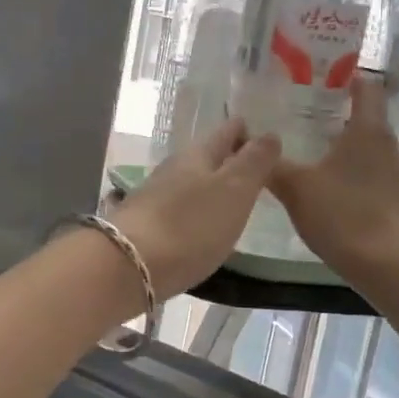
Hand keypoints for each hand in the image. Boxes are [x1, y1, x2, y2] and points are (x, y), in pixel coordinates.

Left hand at [112, 120, 280, 296]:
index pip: (227, 132)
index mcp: (197, 154)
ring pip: (190, 182)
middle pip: (206, 156)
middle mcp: (173, 169)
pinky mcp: (145, 225)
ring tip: (234, 199)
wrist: (129, 266)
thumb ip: (254, 162)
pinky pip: (178, 208)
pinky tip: (202, 225)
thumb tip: (269, 134)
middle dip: (229, 159)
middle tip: (256, 170)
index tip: (266, 137)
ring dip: (211, 186)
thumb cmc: (190, 225)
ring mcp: (155, 196)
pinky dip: (195, 210)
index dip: (247, 131)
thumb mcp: (234, 190)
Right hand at [269, 76, 398, 282]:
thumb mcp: (297, 189)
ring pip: (373, 154)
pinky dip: (360, 183)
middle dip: (340, 122)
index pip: (366, 88)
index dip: (349, 78)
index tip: (327, 77)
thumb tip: (249, 144)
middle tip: (307, 127)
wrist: (393, 266)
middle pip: (368, 123)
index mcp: (369, 131)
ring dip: (350, 156)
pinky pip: (379, 182)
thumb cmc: (344, 215)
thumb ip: (272, 166)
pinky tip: (339, 201)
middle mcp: (392, 146)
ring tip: (319, 165)